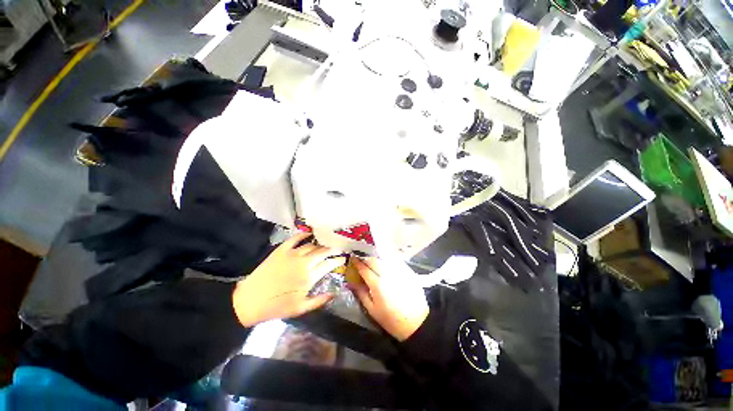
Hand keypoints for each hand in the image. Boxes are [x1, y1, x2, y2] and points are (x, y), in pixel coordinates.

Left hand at [232, 232, 344, 326]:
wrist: (250, 301)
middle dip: (332, 249)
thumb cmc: (277, 306)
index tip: (343, 259)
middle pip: (322, 251)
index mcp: (309, 276)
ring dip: (320, 244)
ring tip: (325, 244)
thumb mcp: (301, 308)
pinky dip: (303, 235)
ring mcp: (292, 254)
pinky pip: (295, 239)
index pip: (329, 264)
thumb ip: (319, 300)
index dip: (338, 260)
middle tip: (338, 248)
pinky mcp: (281, 251)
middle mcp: (303, 262)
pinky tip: (309, 234)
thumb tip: (334, 293)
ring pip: (311, 245)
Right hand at [350, 257, 428, 340]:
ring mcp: (399, 271)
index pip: (364, 268)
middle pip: (374, 260)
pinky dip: (387, 262)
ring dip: (376, 260)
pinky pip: (394, 262)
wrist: (416, 323)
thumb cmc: (391, 319)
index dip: (357, 263)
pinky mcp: (408, 271)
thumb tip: (351, 282)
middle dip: (366, 259)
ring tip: (373, 264)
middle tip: (362, 262)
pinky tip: (386, 267)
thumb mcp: (372, 310)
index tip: (353, 259)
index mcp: (378, 284)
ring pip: (384, 259)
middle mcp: (388, 274)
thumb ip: (361, 293)